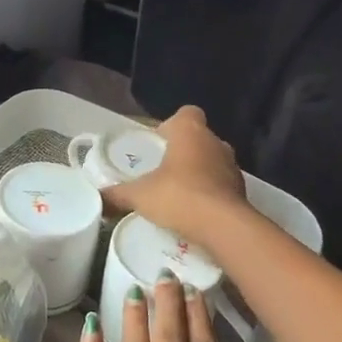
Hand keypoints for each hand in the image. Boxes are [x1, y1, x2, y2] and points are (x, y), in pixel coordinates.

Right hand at [102, 105, 253, 250]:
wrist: (224, 228)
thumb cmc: (179, 197)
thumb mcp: (140, 195)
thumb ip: (118, 194)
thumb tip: (99, 198)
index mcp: (190, 131)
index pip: (186, 113)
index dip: (172, 125)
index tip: (159, 143)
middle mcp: (215, 142)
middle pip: (199, 138)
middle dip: (183, 151)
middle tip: (163, 170)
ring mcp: (233, 166)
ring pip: (213, 161)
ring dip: (200, 172)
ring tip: (179, 193)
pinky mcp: (242, 191)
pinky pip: (222, 185)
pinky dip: (211, 193)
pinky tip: (196, 211)